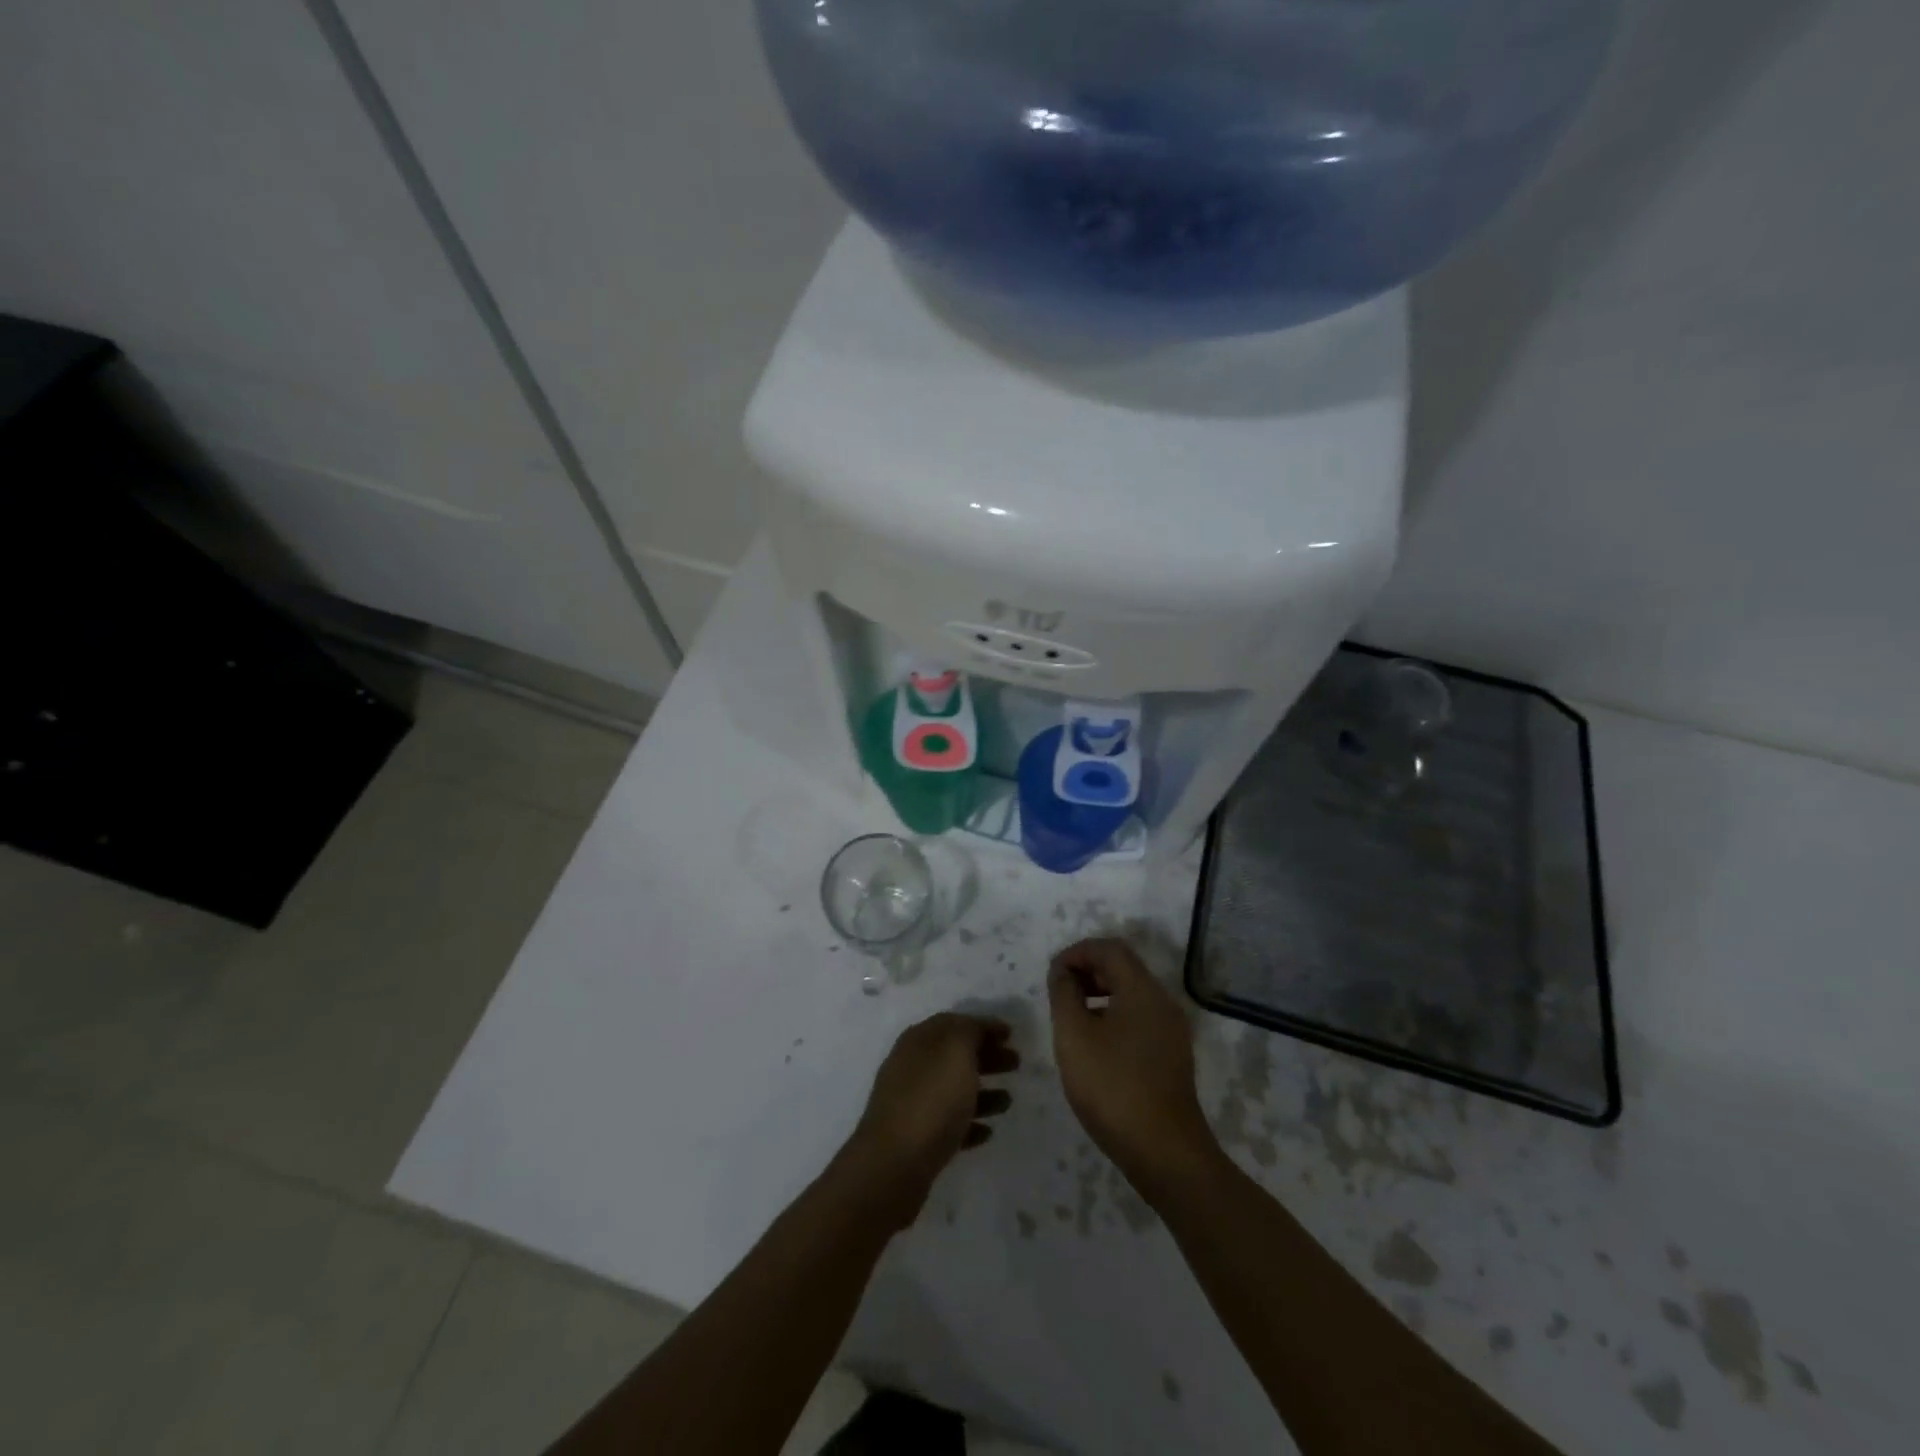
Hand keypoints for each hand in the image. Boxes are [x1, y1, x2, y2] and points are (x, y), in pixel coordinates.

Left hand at [843, 1013, 1017, 1225]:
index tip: (1012, 1034)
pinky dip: (970, 1123)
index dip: (984, 1025)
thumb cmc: (930, 1100)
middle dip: (986, 1056)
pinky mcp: (915, 1139)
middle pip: (954, 1055)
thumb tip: (975, 1029)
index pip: (955, 1023)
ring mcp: (911, 1104)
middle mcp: (912, 1067)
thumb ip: (969, 1032)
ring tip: (1008, 1101)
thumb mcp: (955, 1051)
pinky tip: (987, 1132)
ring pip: (953, 1090)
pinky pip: (948, 1124)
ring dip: (982, 1092)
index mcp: (919, 1041)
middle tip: (1016, 1064)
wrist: (894, 1165)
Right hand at [1049, 938, 1217, 1198]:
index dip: (1077, 952)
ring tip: (1070, 1016)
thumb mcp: (1074, 1036)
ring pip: (1131, 994)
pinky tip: (1094, 1044)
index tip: (1052, 974)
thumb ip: (1064, 994)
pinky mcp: (1171, 1055)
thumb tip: (1063, 972)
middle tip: (1058, 992)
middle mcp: (1162, 1002)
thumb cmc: (1113, 1087)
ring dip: (1099, 994)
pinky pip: (1139, 1018)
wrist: (1165, 1153)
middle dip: (1087, 970)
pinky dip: (1113, 1015)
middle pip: (1123, 968)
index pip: (1109, 948)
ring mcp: (1171, 1030)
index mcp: (1142, 990)